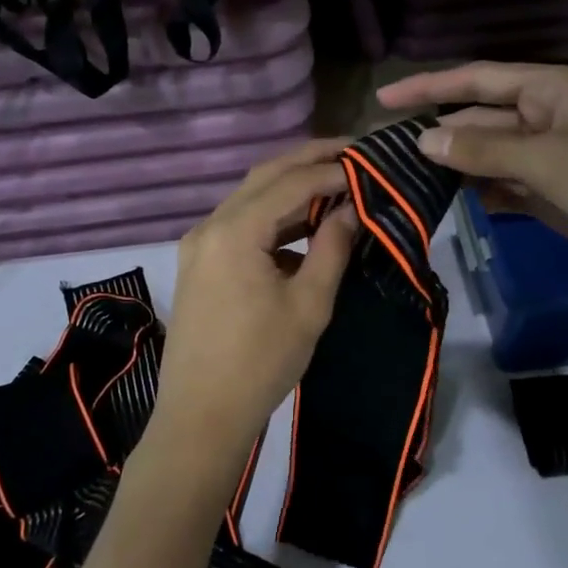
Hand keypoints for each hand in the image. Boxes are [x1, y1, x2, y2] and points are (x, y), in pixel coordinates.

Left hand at [150, 140, 359, 474]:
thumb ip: (332, 247)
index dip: (332, 169)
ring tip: (335, 184)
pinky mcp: (199, 265)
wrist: (201, 415)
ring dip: (290, 189)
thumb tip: (353, 208)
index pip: (291, 182)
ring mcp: (198, 245)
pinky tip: (302, 227)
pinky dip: (272, 218)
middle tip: (352, 153)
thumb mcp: (309, 304)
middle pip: (264, 178)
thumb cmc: (261, 363)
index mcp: (235, 231)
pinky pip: (238, 225)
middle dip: (308, 161)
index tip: (370, 163)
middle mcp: (209, 226)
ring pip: (249, 199)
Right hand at [377, 62, 567, 298]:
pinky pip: (509, 188)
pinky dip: (484, 194)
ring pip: (493, 156)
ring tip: (406, 179)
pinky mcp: (558, 197)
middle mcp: (550, 117)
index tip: (384, 98)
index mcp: (554, 89)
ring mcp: (555, 160)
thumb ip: (484, 149)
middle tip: (386, 152)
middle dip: (439, 134)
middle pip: (482, 119)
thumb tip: (424, 140)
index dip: (430, 86)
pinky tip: (452, 202)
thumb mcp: (548, 159)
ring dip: (457, 166)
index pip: (479, 80)